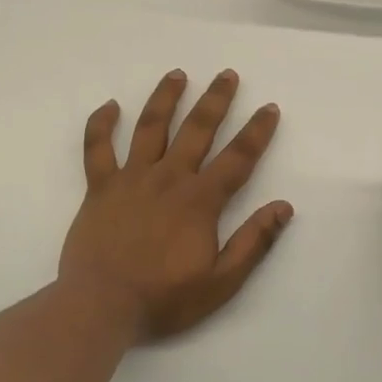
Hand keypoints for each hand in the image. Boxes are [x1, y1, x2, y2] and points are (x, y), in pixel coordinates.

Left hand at [61, 69, 292, 341]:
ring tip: (177, 74)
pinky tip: (110, 105)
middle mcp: (168, 178)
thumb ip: (253, 242)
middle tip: (227, 74)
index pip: (237, 158)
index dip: (257, 131)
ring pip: (150, 127)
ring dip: (166, 98)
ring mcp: (131, 178)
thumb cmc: (163, 298)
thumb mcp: (221, 282)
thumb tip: (284, 206)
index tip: (269, 108)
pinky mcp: (99, 187)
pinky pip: (98, 148)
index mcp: (199, 200)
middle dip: (216, 100)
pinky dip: (102, 124)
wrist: (100, 307)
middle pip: (197, 129)